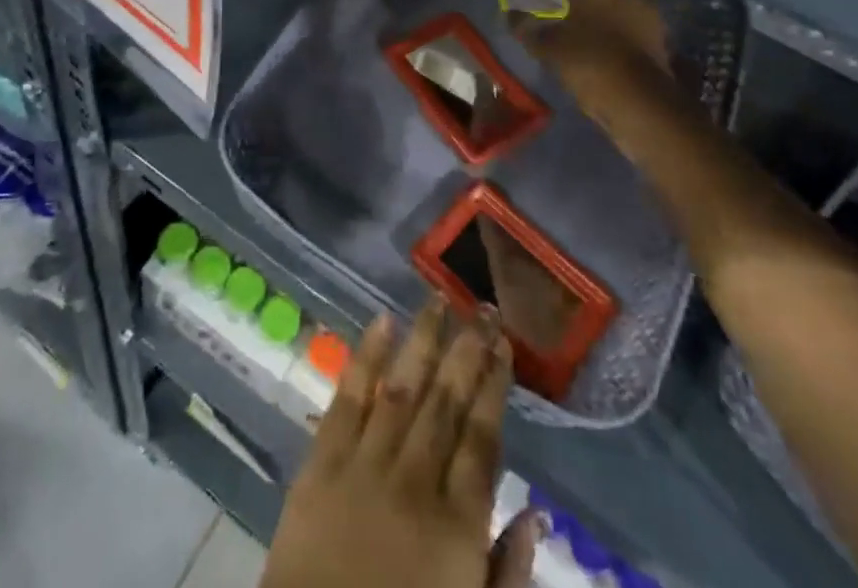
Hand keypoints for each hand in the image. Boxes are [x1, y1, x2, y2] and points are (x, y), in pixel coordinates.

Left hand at [260, 299, 539, 587]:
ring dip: (422, 340)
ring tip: (437, 298)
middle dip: (466, 350)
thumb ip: (508, 574)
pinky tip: (381, 322)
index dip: (494, 386)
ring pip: (401, 388)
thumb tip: (536, 514)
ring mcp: (365, 467)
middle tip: (479, 306)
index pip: (482, 438)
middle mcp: (415, 483)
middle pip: (445, 402)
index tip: (502, 344)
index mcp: (457, 527)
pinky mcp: (321, 464)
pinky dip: (365, 359)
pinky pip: (346, 400)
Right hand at [507, 0, 675, 120]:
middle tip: (562, 11)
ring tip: (585, 31)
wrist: (640, 100)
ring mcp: (644, 9)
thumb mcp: (546, 47)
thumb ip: (525, 27)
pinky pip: (631, 21)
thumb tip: (511, 14)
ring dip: (600, 11)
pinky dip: (618, 27)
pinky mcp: (660, 32)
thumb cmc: (587, 63)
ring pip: (615, 2)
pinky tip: (607, 44)